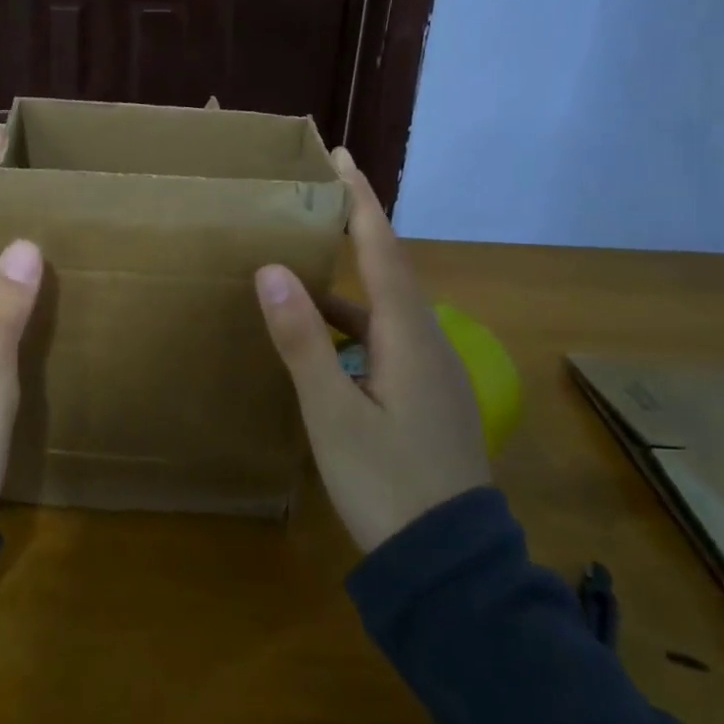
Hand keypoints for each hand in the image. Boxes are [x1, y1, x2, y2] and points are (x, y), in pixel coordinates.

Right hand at [254, 148, 489, 551]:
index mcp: (408, 334)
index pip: (381, 247)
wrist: (451, 567)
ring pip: (384, 308)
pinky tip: (322, 342)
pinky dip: (350, 325)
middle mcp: (426, 341)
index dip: (359, 199)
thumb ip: (302, 340)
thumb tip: (271, 268)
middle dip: (355, 227)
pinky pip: (384, 339)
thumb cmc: (387, 483)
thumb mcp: (332, 413)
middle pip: (388, 269)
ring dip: (347, 282)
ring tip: (302, 266)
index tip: (340, 157)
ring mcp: (431, 372)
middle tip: (316, 197)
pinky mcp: (426, 397)